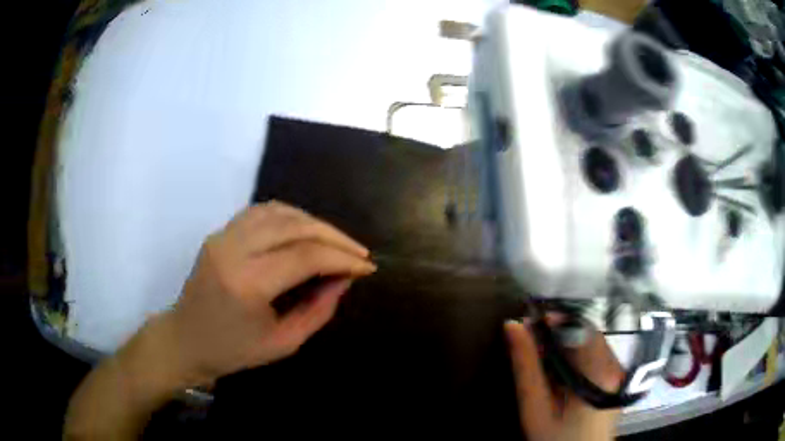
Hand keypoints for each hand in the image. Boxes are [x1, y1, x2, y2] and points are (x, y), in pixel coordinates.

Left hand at [161, 201, 376, 385]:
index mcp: (248, 283)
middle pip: (295, 226)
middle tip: (358, 251)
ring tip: (334, 241)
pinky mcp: (219, 232)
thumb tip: (343, 279)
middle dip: (334, 236)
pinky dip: (289, 216)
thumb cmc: (233, 351)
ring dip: (313, 222)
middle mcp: (234, 250)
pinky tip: (304, 230)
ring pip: (279, 211)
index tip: (366, 267)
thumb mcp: (284, 342)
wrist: (186, 339)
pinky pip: (261, 212)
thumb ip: (319, 309)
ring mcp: (223, 236)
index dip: (342, 258)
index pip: (306, 256)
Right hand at [504, 318, 623, 440]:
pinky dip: (576, 353)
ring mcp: (618, 370)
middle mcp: (614, 364)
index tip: (529, 323)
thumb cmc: (555, 438)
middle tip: (531, 342)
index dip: (554, 320)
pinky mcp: (616, 376)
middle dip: (558, 331)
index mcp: (598, 371)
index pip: (579, 327)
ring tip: (542, 357)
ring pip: (591, 340)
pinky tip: (560, 370)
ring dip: (566, 342)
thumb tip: (513, 325)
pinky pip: (596, 353)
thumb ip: (526, 367)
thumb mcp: (535, 407)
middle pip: (586, 332)